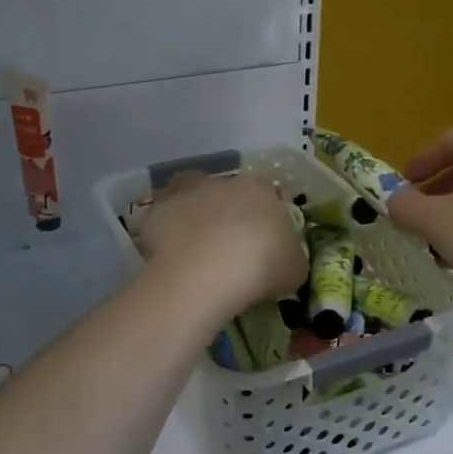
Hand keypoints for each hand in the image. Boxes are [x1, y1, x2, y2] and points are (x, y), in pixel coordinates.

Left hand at [132, 172, 307, 315]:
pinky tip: (170, 254)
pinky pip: (161, 218)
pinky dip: (163, 231)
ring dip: (192, 215)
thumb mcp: (295, 269)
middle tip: (227, 249)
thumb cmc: (261, 267)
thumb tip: (283, 259)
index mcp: (261, 189)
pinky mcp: (157, 209)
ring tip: (194, 248)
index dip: (263, 222)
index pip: (266, 198)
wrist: (207, 273)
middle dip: (226, 215)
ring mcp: (187, 192)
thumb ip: (289, 257)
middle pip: (226, 195)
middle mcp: (223, 181)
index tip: (261, 247)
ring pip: (191, 198)